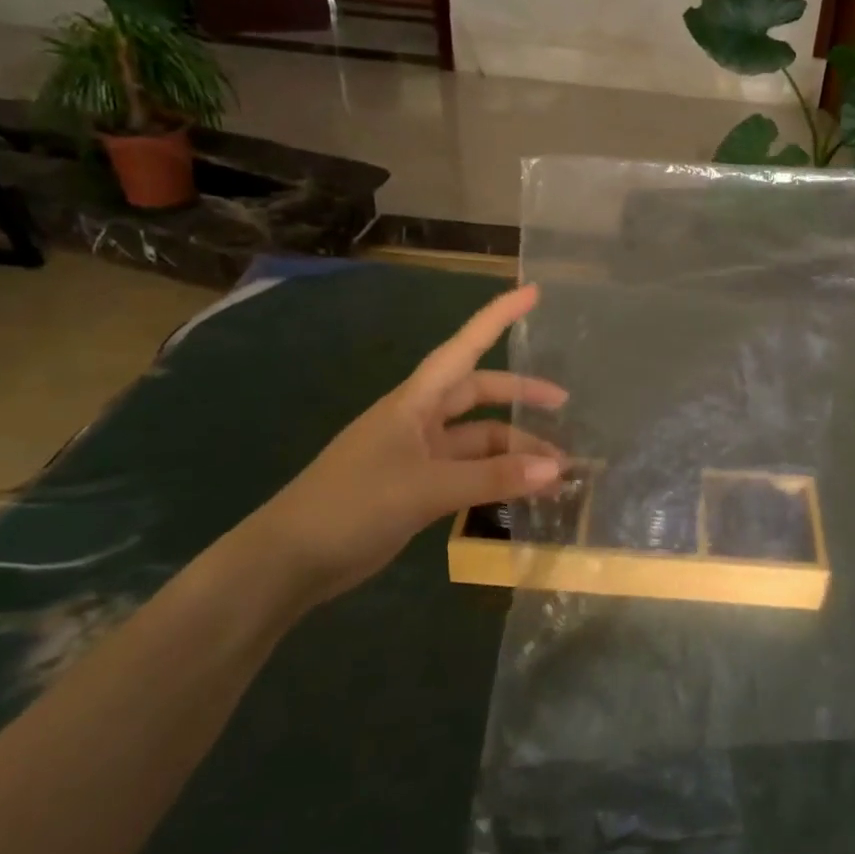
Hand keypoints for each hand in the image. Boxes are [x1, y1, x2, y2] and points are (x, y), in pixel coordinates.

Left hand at [241, 284, 565, 611]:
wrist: (291, 560)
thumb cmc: (352, 504)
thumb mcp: (426, 487)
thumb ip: (492, 477)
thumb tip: (556, 469)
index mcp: (415, 402)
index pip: (465, 348)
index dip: (498, 318)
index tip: (533, 293)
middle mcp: (420, 421)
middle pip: (480, 395)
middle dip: (521, 397)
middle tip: (564, 406)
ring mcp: (419, 456)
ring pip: (478, 441)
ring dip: (514, 451)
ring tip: (555, 473)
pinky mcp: (418, 489)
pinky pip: (470, 473)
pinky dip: (497, 479)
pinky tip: (523, 493)